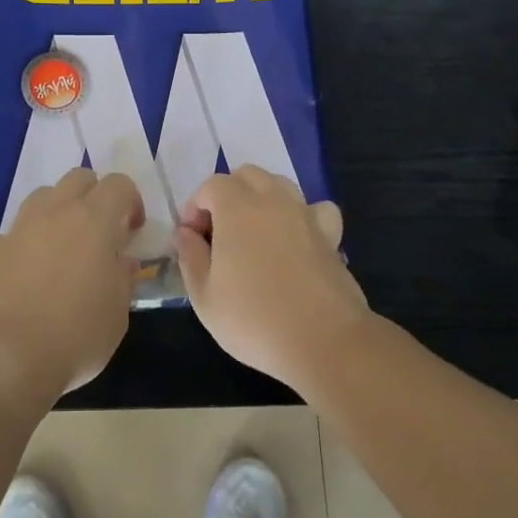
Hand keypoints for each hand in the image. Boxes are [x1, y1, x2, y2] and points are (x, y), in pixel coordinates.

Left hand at [0, 168, 143, 394]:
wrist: (9, 357)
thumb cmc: (77, 334)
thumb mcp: (119, 312)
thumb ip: (122, 277)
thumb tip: (121, 261)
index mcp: (94, 220)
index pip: (119, 184)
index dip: (131, 202)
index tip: (132, 232)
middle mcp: (56, 212)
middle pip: (78, 178)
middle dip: (94, 196)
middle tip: (101, 232)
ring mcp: (20, 228)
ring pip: (43, 196)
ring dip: (58, 211)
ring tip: (64, 247)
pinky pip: (13, 234)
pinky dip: (24, 244)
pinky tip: (27, 273)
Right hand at [174, 167, 373, 389]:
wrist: (324, 341)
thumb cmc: (254, 320)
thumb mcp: (204, 297)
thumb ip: (190, 257)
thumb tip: (186, 233)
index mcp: (237, 209)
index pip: (211, 186)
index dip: (196, 207)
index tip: (193, 239)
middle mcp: (273, 201)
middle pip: (247, 176)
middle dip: (228, 195)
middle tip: (220, 233)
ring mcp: (305, 215)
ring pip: (280, 185)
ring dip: (262, 199)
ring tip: (254, 234)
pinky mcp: (330, 236)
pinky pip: (315, 209)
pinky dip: (302, 216)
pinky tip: (296, 239)